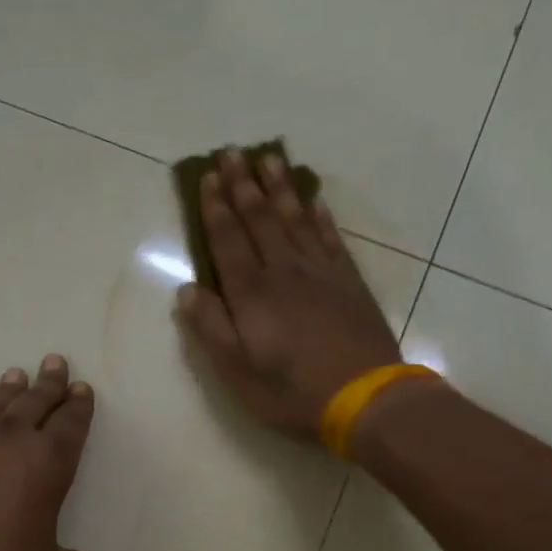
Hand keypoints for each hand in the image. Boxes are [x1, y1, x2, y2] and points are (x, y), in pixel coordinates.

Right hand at [176, 147, 404, 439]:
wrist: (364, 398)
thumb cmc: (291, 391)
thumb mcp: (237, 371)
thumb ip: (210, 328)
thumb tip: (187, 289)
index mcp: (251, 294)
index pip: (228, 240)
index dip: (216, 208)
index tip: (208, 176)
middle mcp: (284, 271)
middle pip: (260, 220)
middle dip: (243, 185)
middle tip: (233, 152)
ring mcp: (321, 273)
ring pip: (295, 220)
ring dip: (280, 189)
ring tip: (269, 160)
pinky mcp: (349, 281)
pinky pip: (330, 238)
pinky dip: (319, 216)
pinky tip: (313, 200)